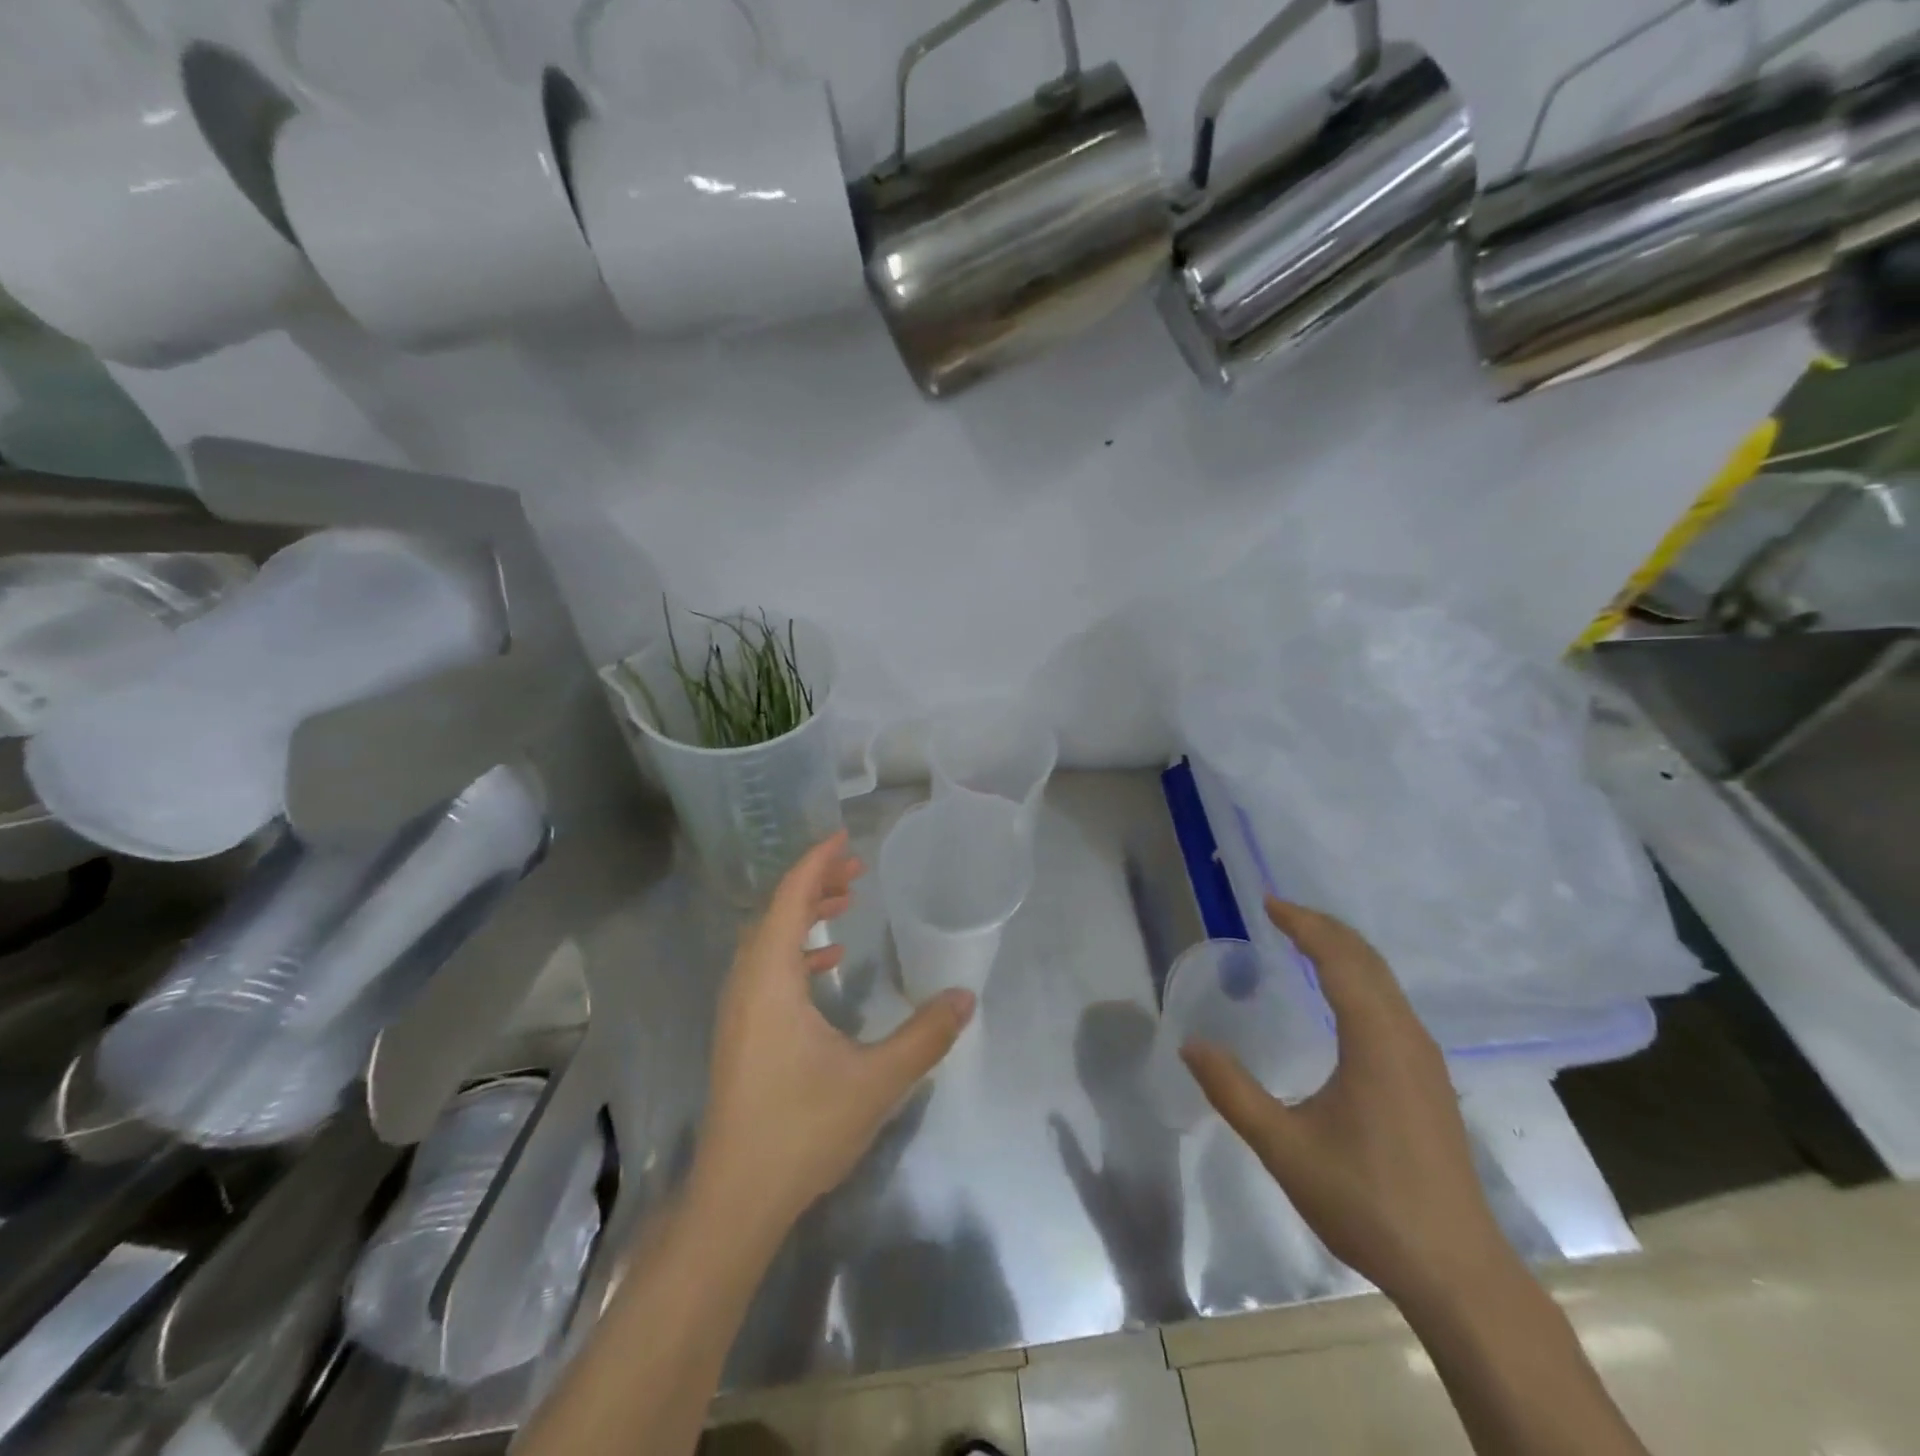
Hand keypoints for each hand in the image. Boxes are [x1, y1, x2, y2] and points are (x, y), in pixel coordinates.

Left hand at [693, 833, 975, 1235]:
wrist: (737, 1199)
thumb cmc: (802, 1130)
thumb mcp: (876, 1081)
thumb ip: (924, 1036)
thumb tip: (965, 997)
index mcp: (770, 980)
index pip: (790, 899)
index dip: (816, 862)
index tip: (845, 837)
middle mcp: (746, 983)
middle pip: (776, 911)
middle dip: (814, 882)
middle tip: (856, 867)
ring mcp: (738, 1009)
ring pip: (768, 939)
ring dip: (804, 914)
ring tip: (847, 900)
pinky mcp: (740, 1032)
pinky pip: (766, 968)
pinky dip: (796, 950)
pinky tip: (828, 963)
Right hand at [1181, 899, 1508, 1307]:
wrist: (1456, 1271)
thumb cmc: (1367, 1202)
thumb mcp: (1284, 1148)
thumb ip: (1233, 1092)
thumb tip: (1191, 1045)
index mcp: (1376, 1041)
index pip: (1340, 960)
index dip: (1304, 925)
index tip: (1268, 903)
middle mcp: (1406, 1038)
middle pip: (1367, 960)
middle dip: (1323, 928)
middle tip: (1279, 912)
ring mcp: (1425, 1060)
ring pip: (1384, 982)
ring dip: (1343, 952)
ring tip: (1302, 942)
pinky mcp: (1429, 1081)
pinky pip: (1391, 1004)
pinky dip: (1359, 979)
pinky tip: (1338, 998)